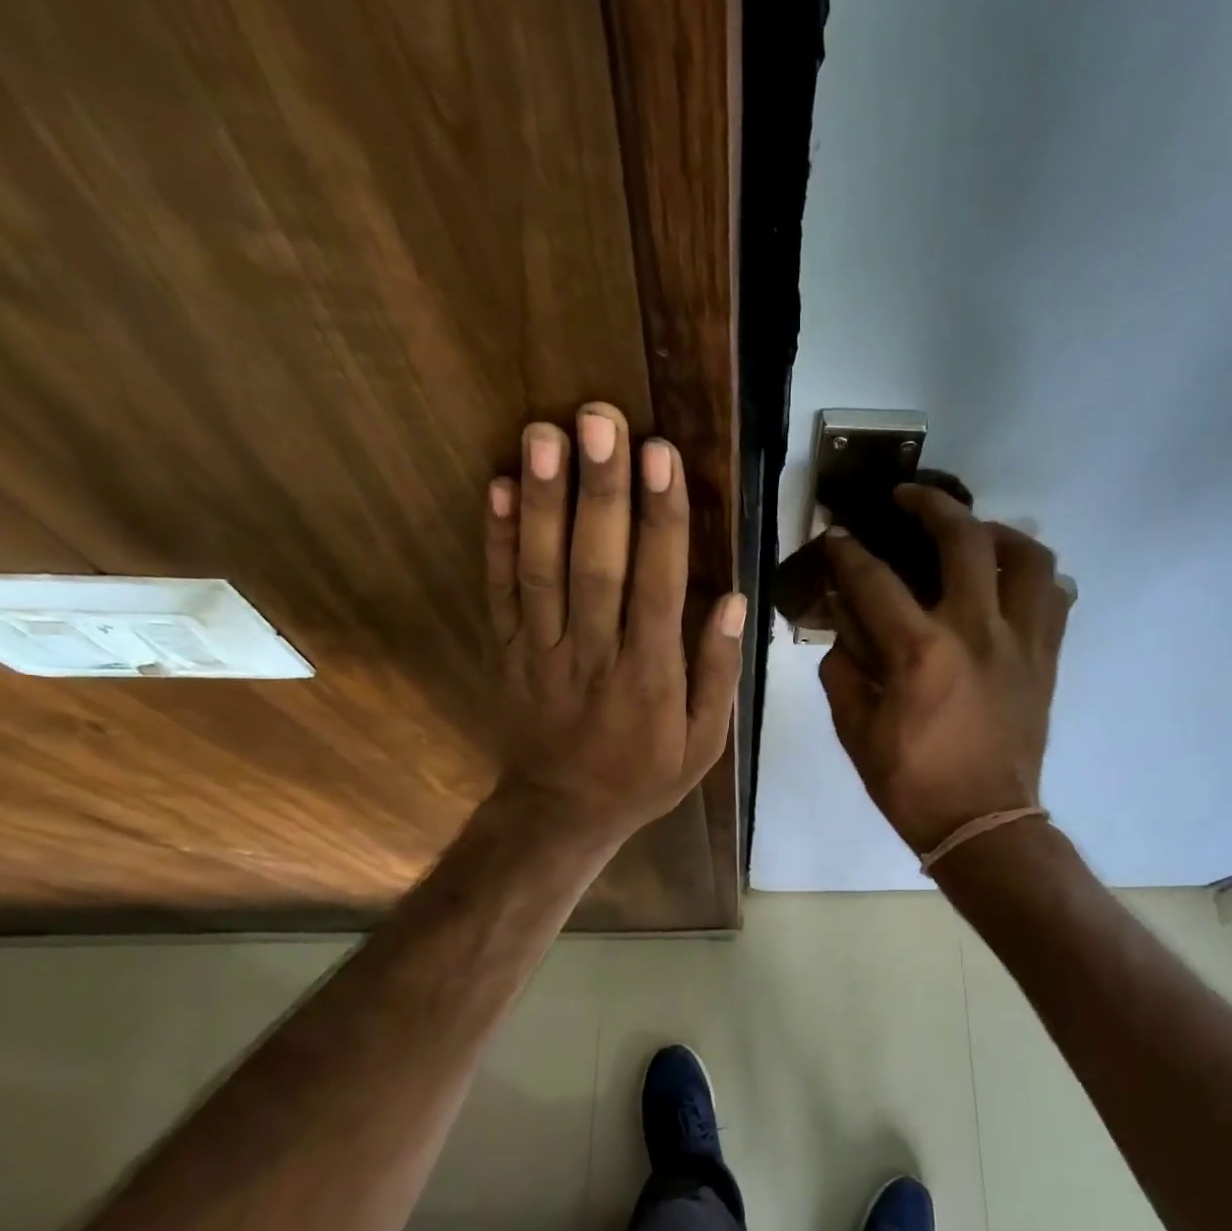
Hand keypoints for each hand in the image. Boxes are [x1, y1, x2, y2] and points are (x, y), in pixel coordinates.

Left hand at [484, 402, 744, 848]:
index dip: (661, 519)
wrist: (563, 811)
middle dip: (601, 489)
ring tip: (546, 433)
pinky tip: (499, 486)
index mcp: (650, 676)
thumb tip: (735, 601)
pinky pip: (500, 591)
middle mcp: (594, 653)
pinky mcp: (508, 650)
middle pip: (597, 564)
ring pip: (543, 568)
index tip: (662, 458)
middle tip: (601, 419)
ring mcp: (543, 650)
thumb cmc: (644, 775)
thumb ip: (718, 673)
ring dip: (544, 499)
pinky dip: (496, 539)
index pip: (659, 585)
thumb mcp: (704, 743)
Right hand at [819, 486, 1068, 853]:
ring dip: (996, 532)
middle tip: (907, 498)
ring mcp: (1021, 642)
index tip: (835, 535)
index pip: (875, 580)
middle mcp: (976, 631)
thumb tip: (843, 629)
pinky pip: (1054, 598)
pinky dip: (1032, 577)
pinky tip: (1008, 583)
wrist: (984, 824)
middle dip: (929, 505)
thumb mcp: (856, 731)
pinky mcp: (1046, 659)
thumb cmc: (912, 784)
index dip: (847, 552)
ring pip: (1027, 557)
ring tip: (972, 534)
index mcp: (920, 652)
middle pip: (962, 539)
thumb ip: (842, 670)